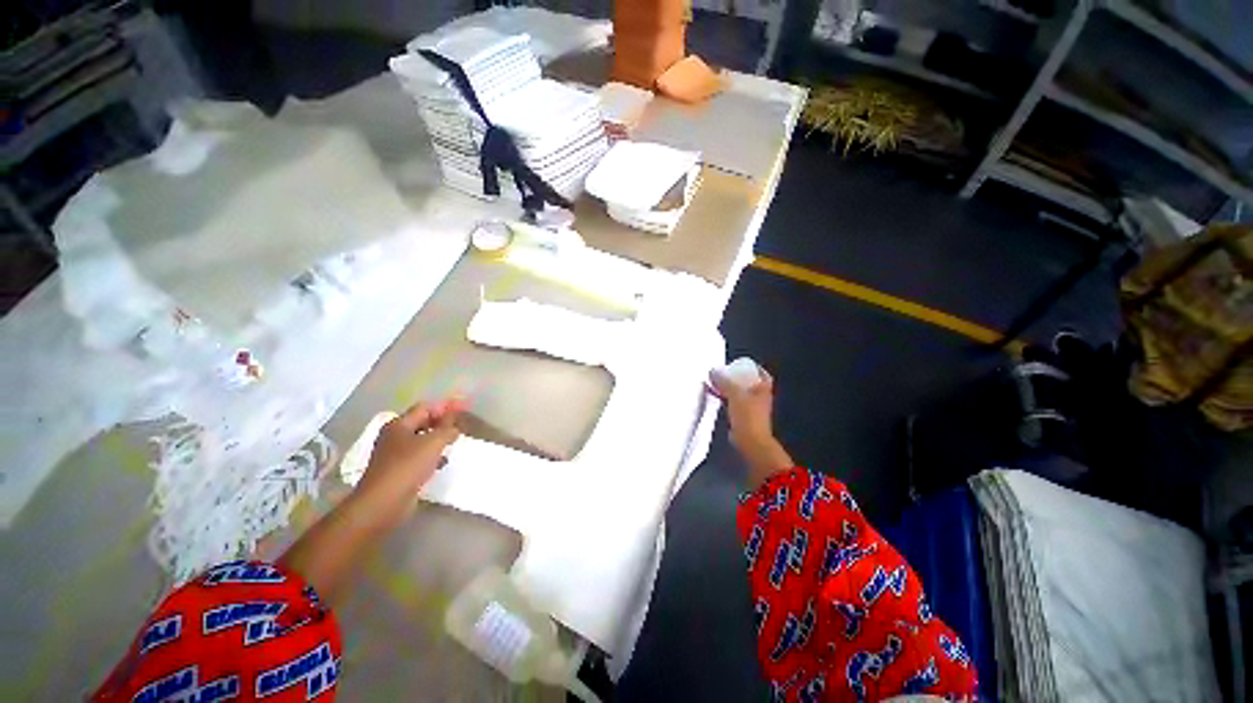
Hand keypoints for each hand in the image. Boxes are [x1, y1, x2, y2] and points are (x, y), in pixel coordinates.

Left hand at [355, 398, 466, 517]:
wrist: (383, 503)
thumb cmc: (407, 466)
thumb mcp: (434, 442)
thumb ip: (448, 429)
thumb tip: (455, 425)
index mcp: (399, 424)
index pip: (425, 407)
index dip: (445, 406)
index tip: (464, 408)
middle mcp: (395, 436)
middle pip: (422, 422)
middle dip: (442, 422)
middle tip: (461, 425)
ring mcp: (395, 454)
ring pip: (422, 440)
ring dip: (438, 439)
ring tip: (455, 442)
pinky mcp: (398, 471)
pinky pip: (419, 457)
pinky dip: (432, 456)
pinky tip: (443, 462)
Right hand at [711, 365, 793, 486]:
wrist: (749, 441)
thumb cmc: (747, 415)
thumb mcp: (735, 394)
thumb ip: (724, 381)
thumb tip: (712, 371)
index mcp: (763, 389)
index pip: (761, 373)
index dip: (753, 367)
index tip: (740, 363)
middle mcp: (760, 397)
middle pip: (749, 383)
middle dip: (737, 377)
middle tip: (724, 371)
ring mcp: (752, 408)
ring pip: (740, 393)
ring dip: (729, 387)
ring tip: (715, 381)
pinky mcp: (742, 418)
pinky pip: (732, 403)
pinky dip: (724, 398)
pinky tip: (714, 395)